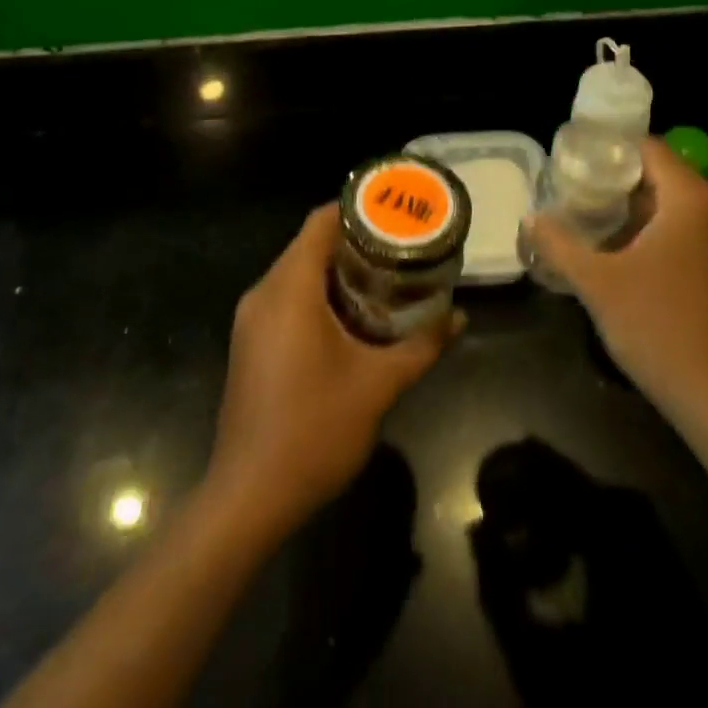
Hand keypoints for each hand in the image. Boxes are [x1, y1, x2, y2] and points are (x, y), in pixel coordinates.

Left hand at [207, 204, 458, 538]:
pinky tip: (353, 314)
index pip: (320, 222)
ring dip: (337, 268)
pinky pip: (287, 297)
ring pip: (297, 271)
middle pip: (309, 244)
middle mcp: (264, 293)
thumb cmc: (314, 430)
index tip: (395, 212)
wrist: (248, 498)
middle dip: (355, 240)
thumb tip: (458, 316)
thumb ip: (423, 345)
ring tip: (385, 275)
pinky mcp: (250, 342)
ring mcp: (252, 319)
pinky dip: (319, 292)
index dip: (358, 209)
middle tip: (401, 245)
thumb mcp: (379, 385)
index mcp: (290, 289)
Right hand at [529, 137, 707, 426]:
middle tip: (581, 195)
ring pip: (682, 208)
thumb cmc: (659, 328)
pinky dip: (667, 235)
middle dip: (622, 184)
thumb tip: (530, 218)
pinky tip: (636, 260)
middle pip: (665, 176)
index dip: (612, 150)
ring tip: (601, 226)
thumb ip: (560, 245)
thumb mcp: (598, 284)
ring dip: (644, 212)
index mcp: (691, 199)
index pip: (650, 148)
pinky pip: (697, 234)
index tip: (579, 164)